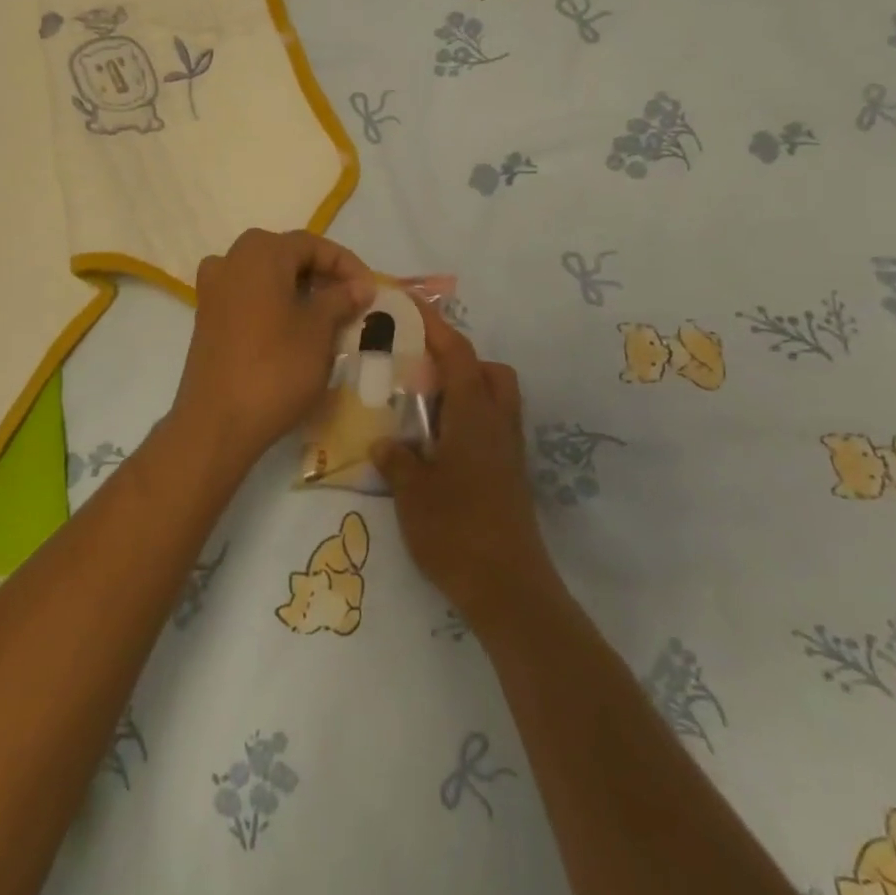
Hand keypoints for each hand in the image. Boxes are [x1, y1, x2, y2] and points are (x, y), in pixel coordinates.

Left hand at [171, 229, 376, 474]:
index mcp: (260, 253)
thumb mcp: (318, 330)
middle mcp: (231, 260)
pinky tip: (292, 331)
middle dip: (321, 276)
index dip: (346, 265)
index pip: (312, 245)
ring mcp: (213, 290)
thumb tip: (359, 285)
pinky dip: (274, 306)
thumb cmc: (276, 368)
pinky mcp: (206, 318)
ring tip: (325, 316)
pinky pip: (248, 299)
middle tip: (350, 302)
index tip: (370, 292)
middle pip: (286, 256)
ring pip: (266, 278)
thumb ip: (340, 299)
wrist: (218, 422)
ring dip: (297, 291)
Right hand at [372, 299, 559, 631]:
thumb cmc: (457, 531)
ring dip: (466, 390)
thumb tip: (385, 443)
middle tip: (421, 370)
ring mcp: (509, 452)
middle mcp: (498, 425)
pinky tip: (439, 447)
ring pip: (496, 400)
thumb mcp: (413, 493)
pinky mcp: (511, 477)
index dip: (435, 326)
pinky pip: (492, 428)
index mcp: (475, 416)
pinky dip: (468, 421)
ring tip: (426, 408)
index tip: (411, 305)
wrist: (508, 588)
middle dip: (459, 359)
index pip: (458, 354)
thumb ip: (398, 460)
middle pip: (490, 372)